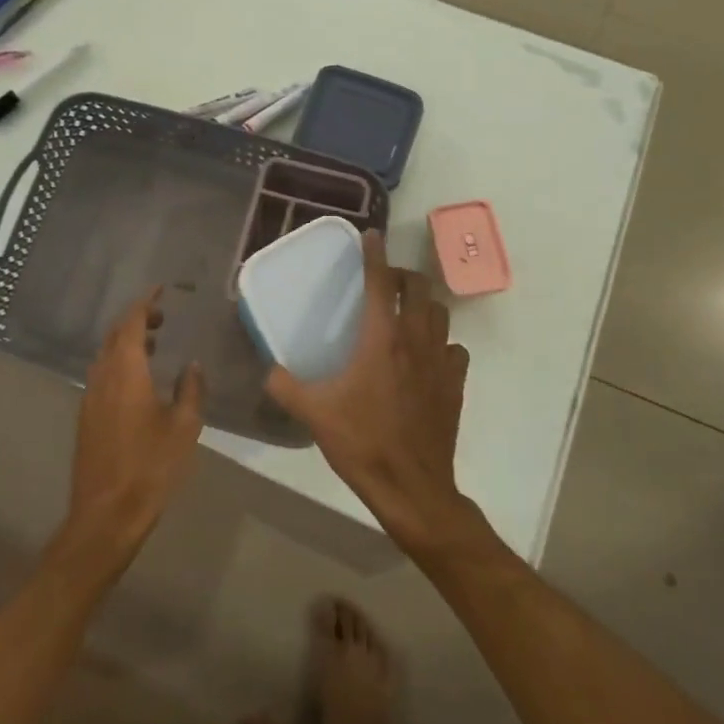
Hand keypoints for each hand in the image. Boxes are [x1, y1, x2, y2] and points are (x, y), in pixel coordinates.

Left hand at [63, 288, 203, 567]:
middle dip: (136, 319)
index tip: (161, 290)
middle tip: (162, 316)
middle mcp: (102, 377)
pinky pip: (102, 374)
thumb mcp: (184, 428)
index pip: (131, 322)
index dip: (145, 302)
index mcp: (126, 372)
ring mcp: (90, 397)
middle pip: (115, 335)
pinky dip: (120, 363)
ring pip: (106, 355)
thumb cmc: (150, 467)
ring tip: (154, 344)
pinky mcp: (87, 416)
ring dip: (127, 342)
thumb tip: (192, 366)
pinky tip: (139, 380)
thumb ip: (190, 390)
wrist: (106, 515)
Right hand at [264, 231, 474, 555]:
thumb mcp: (314, 413)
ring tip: (405, 313)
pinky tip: (427, 356)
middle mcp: (415, 340)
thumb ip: (285, 386)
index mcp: (382, 338)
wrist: (412, 487)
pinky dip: (441, 343)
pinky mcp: (455, 384)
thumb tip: (268, 370)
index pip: (381, 282)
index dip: (375, 254)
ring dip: (423, 305)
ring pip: (440, 314)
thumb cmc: (362, 442)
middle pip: (419, 288)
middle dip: (402, 275)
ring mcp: (440, 362)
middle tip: (384, 282)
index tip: (372, 235)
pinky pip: (453, 349)